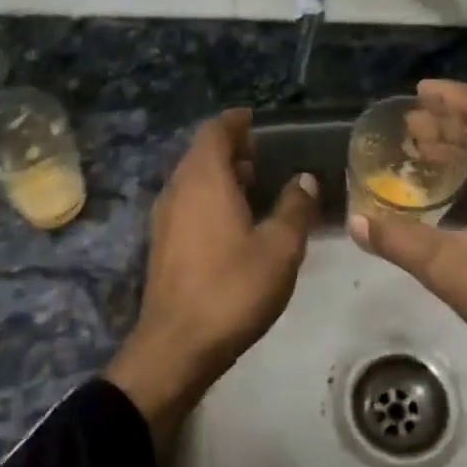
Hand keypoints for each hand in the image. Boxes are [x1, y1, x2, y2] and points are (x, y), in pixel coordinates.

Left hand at [106, 109, 318, 450]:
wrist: (177, 346)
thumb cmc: (233, 289)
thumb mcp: (280, 248)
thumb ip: (296, 208)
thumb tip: (304, 179)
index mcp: (204, 179)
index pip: (215, 132)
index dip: (236, 122)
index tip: (256, 120)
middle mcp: (178, 190)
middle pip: (201, 154)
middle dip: (230, 149)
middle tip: (263, 154)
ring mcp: (164, 218)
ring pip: (192, 180)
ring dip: (220, 175)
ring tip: (254, 185)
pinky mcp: (162, 245)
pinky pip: (187, 203)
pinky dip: (209, 198)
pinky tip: (233, 222)